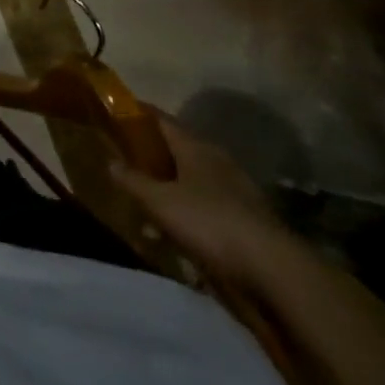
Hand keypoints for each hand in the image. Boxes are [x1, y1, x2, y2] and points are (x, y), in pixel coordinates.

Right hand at [110, 111, 288, 285]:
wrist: (274, 271)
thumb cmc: (209, 223)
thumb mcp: (159, 202)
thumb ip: (132, 180)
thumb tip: (110, 162)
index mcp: (195, 146)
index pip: (160, 118)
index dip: (136, 113)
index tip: (113, 113)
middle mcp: (216, 159)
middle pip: (177, 147)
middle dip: (151, 152)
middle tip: (124, 159)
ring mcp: (236, 189)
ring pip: (192, 177)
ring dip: (169, 184)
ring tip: (145, 198)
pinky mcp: (247, 217)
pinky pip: (207, 203)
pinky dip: (188, 208)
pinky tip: (176, 227)